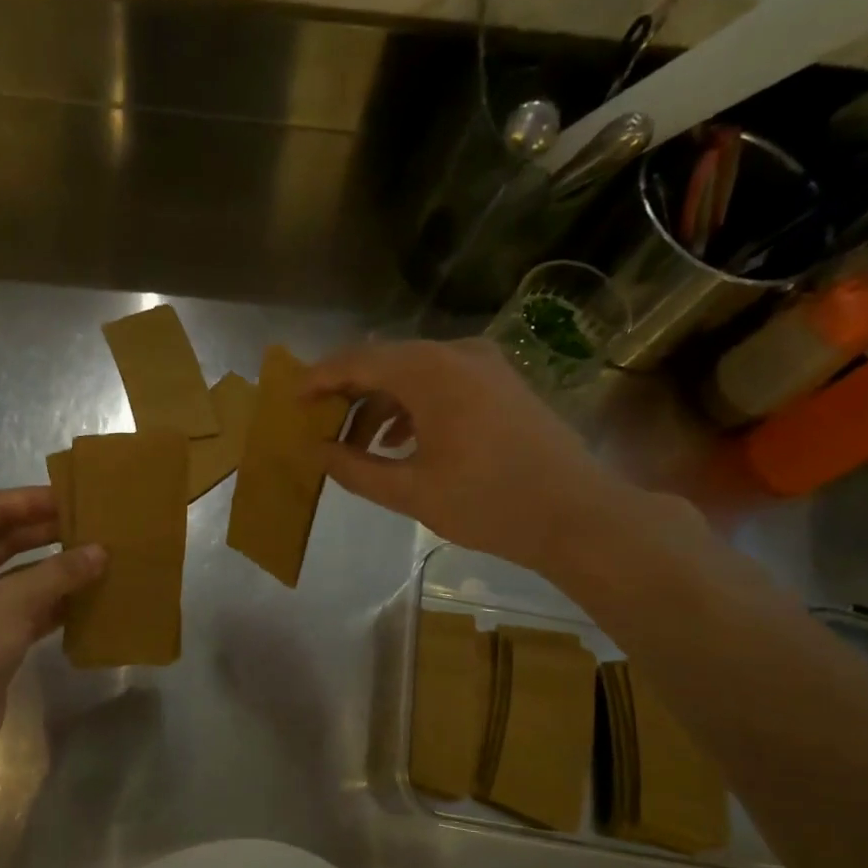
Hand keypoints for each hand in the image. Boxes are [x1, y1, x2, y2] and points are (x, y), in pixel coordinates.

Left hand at [0, 487, 104, 768]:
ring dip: (54, 569)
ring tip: (97, 559)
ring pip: (18, 576)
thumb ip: (60, 572)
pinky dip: (52, 603)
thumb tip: (101, 551)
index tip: (74, 496)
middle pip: (6, 540)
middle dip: (48, 533)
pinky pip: (25, 608)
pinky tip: (87, 599)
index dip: (33, 501)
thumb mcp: (14, 602)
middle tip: (92, 526)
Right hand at [302, 339, 633, 571]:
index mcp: (430, 372)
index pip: (357, 362)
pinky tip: (400, 441)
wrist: (577, 514)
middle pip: (385, 361)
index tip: (290, 400)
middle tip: (317, 422)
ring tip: (356, 442)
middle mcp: (457, 354)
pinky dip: (412, 405)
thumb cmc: (487, 503)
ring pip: (413, 372)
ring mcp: (485, 365)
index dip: (319, 379)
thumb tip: (316, 452)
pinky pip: (441, 382)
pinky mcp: (502, 382)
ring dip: (379, 402)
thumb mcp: (410, 491)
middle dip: (347, 392)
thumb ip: (355, 468)